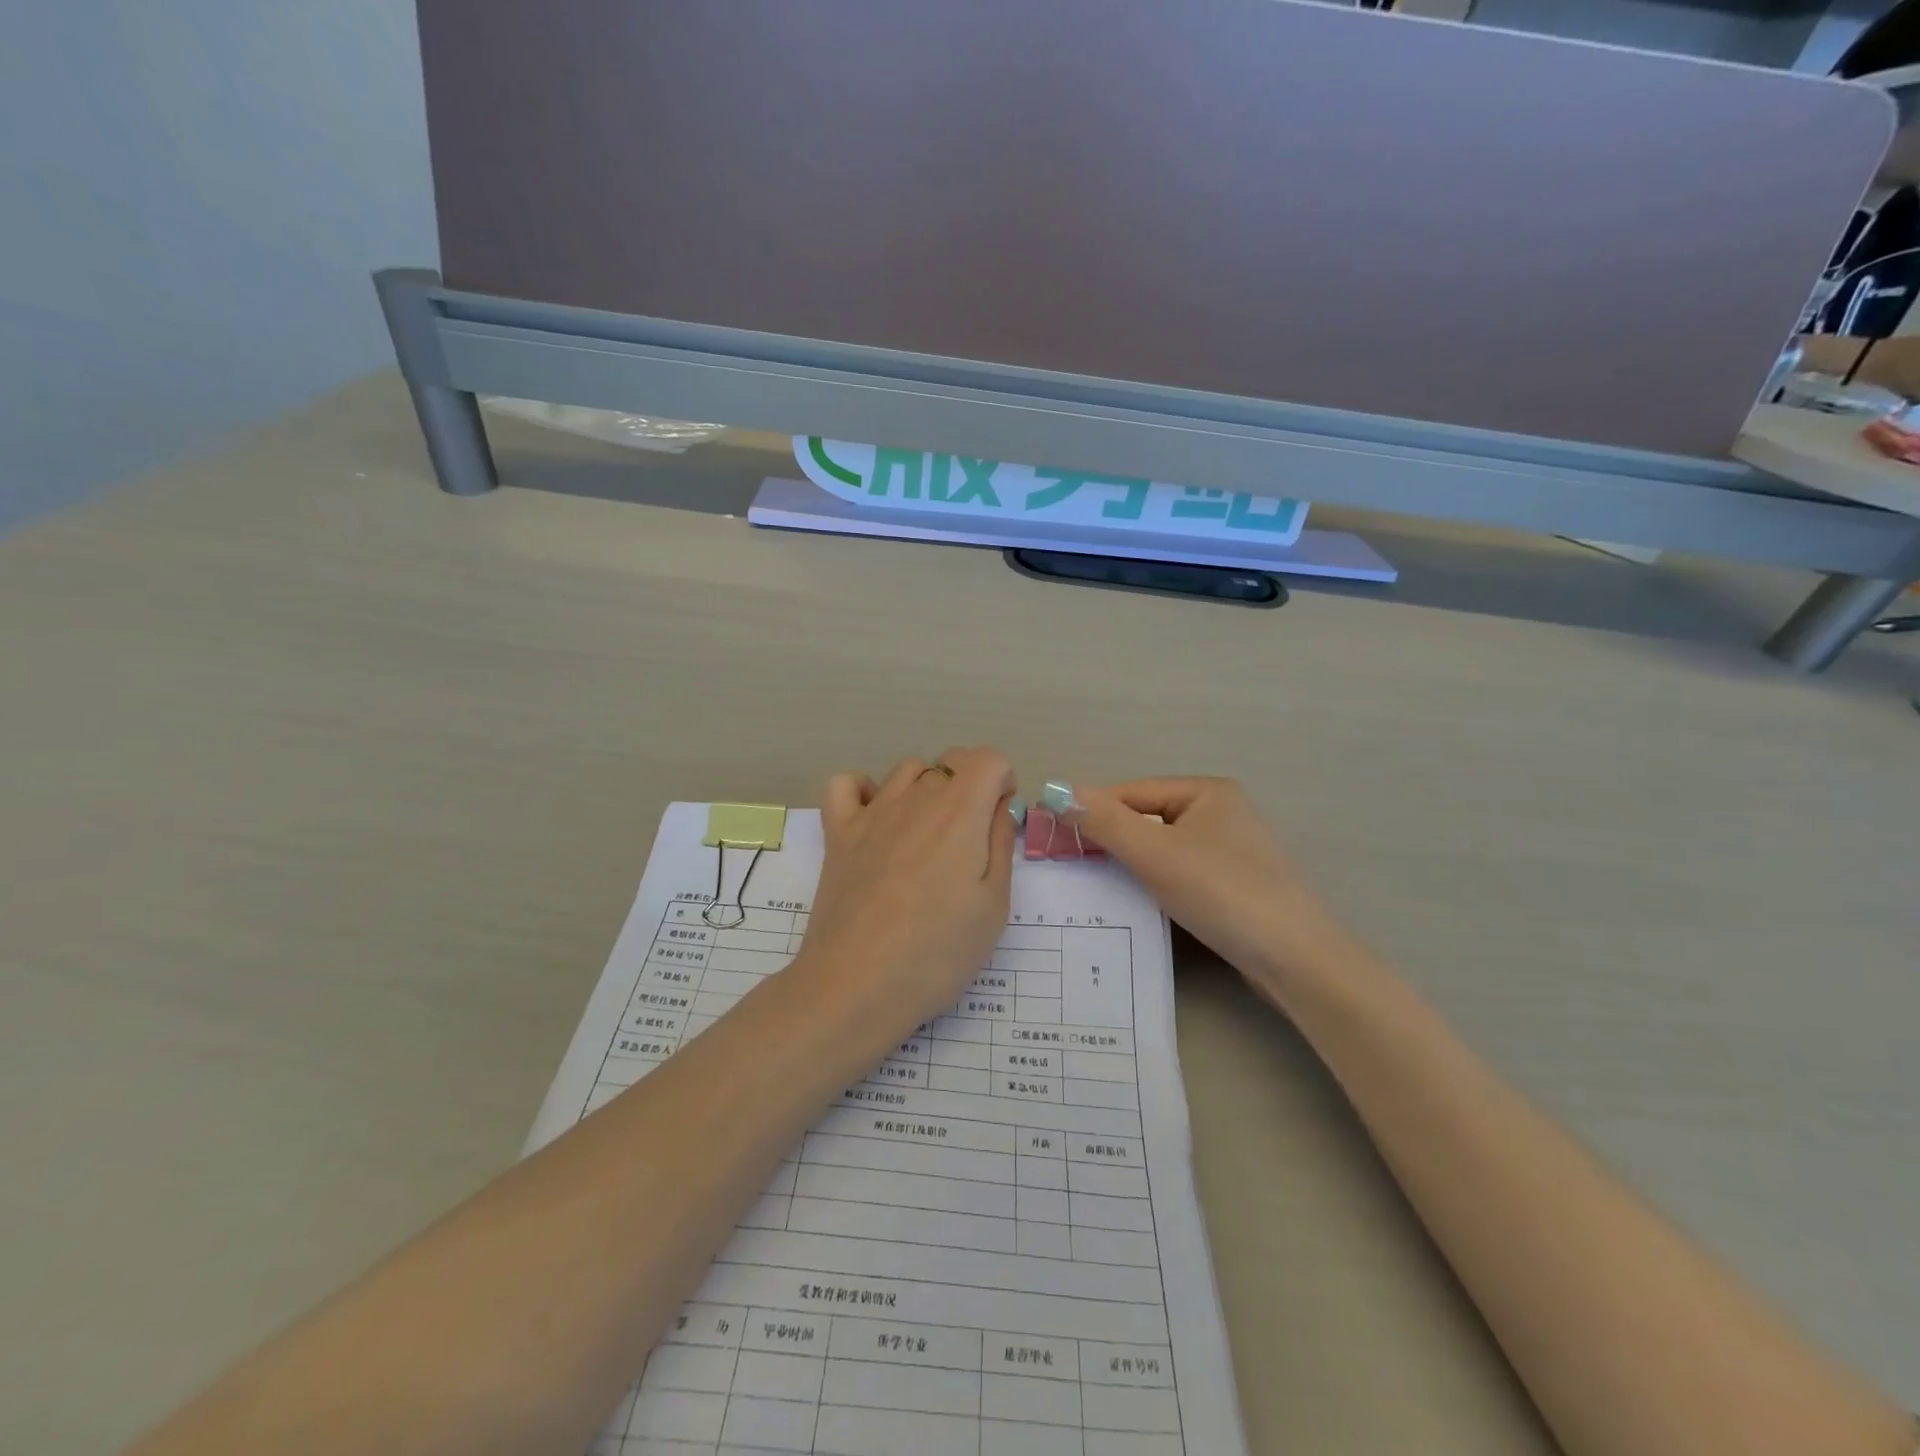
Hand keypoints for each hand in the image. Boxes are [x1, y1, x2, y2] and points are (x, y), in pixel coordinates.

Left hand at [800, 748, 1017, 1034]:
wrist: (856, 986)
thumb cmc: (937, 953)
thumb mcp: (993, 907)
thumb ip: (1000, 846)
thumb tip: (999, 809)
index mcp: (960, 813)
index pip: (988, 758)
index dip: (1003, 782)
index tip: (998, 822)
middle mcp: (915, 799)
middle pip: (950, 764)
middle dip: (970, 789)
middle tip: (969, 843)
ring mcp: (871, 813)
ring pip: (907, 770)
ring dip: (926, 789)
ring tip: (927, 836)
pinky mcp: (838, 833)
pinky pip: (846, 784)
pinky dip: (864, 791)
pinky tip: (876, 821)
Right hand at [1078, 777, 1352, 995]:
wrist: (1296, 960)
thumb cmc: (1222, 893)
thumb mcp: (1154, 853)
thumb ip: (1104, 821)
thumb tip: (1056, 790)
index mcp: (1207, 791)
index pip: (1132, 792)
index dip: (1092, 813)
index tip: (1055, 839)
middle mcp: (1223, 812)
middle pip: (1147, 819)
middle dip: (1111, 840)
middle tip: (1073, 866)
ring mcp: (1233, 850)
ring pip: (1164, 849)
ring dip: (1132, 864)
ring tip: (1100, 886)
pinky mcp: (1237, 885)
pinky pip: (1183, 873)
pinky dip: (1158, 883)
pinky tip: (1141, 904)